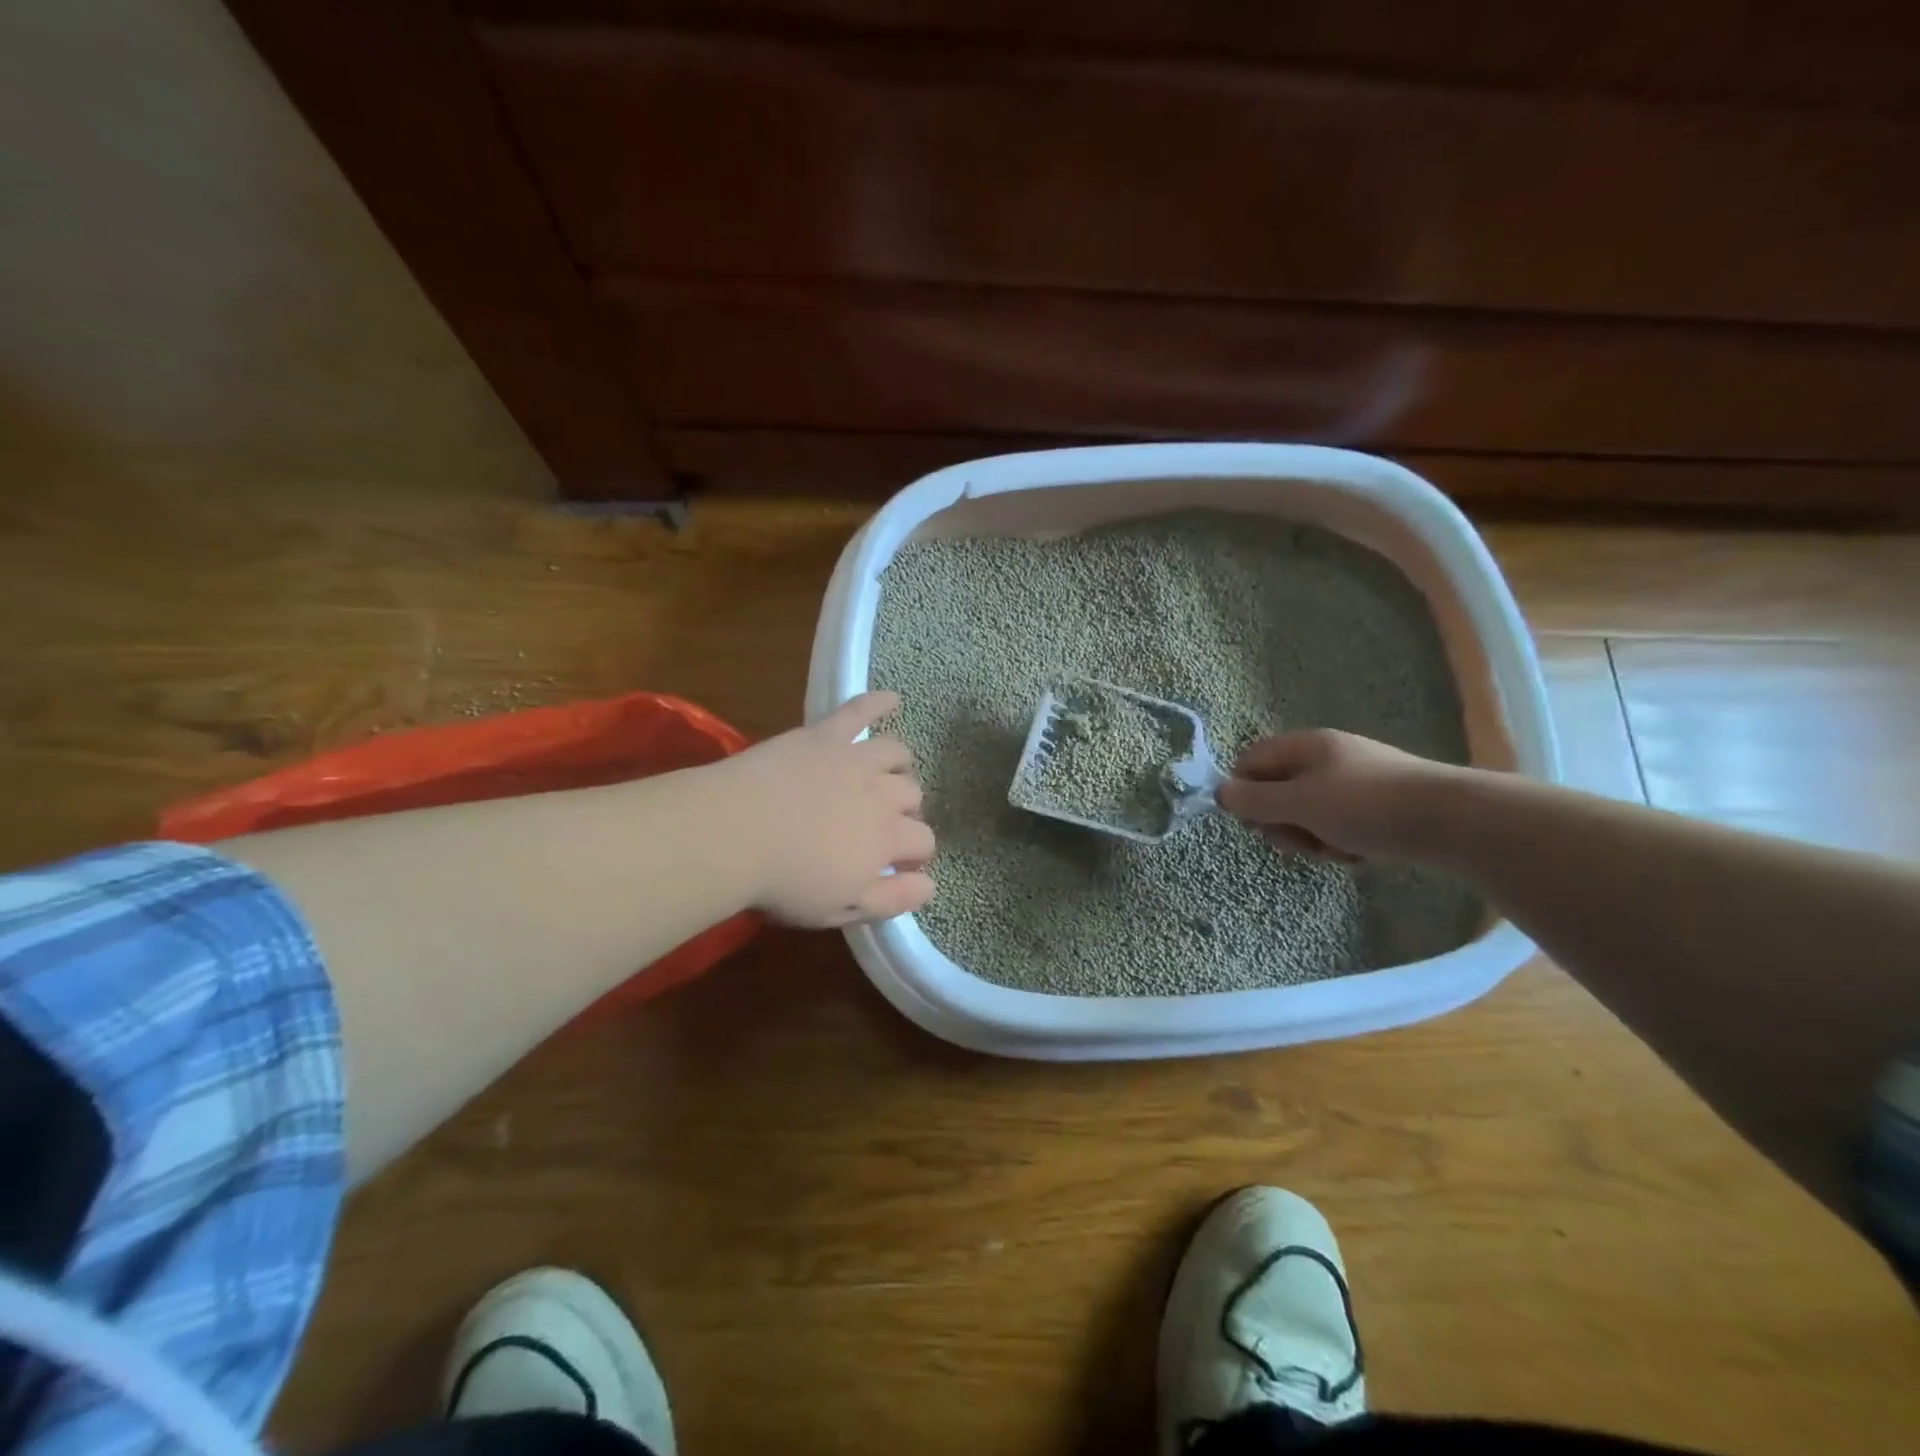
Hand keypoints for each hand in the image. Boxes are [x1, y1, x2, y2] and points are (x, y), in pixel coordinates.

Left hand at [717, 691, 934, 927]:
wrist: (733, 833)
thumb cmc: (784, 881)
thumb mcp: (842, 909)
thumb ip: (892, 899)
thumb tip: (931, 886)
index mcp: (888, 838)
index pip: (924, 841)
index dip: (918, 853)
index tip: (902, 863)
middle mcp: (882, 793)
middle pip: (913, 796)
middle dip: (907, 811)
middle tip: (884, 823)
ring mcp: (854, 759)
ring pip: (897, 754)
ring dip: (900, 766)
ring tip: (888, 775)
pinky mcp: (825, 735)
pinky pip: (859, 711)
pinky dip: (878, 702)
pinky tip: (892, 699)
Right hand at [1215, 729, 1463, 861]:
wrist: (1452, 821)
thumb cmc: (1365, 806)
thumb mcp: (1300, 803)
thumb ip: (1255, 801)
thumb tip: (1219, 793)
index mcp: (1305, 746)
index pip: (1251, 762)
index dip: (1243, 792)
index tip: (1253, 821)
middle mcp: (1326, 758)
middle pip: (1278, 791)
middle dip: (1283, 822)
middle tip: (1299, 840)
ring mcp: (1353, 782)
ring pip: (1307, 814)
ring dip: (1313, 838)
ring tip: (1337, 849)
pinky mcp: (1376, 807)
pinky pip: (1338, 825)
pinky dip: (1342, 843)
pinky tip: (1360, 853)